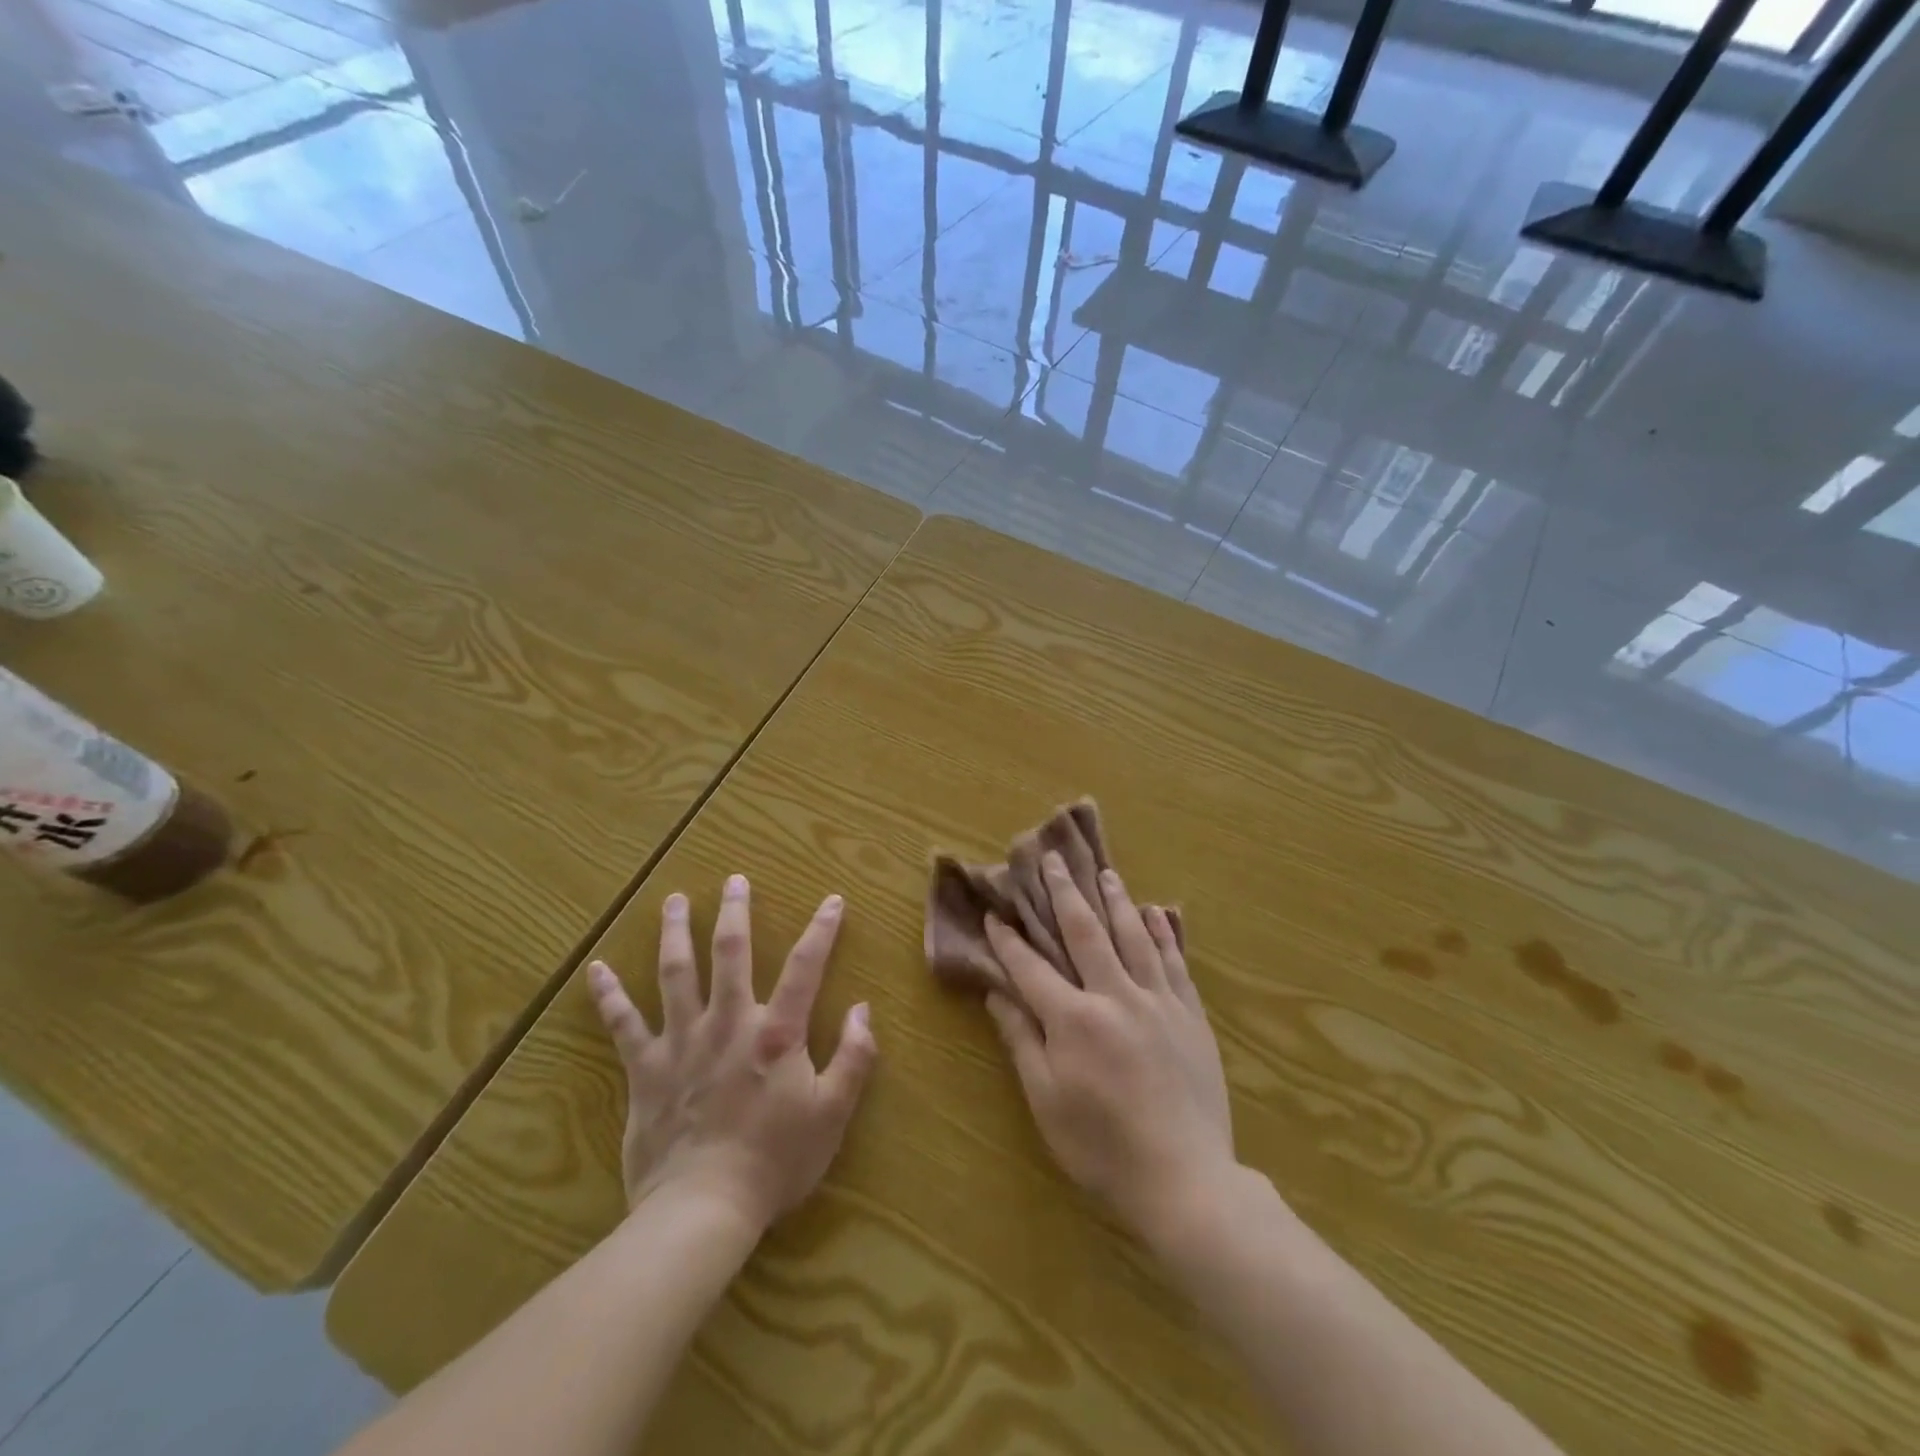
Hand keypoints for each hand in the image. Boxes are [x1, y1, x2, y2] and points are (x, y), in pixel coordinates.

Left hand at [587, 875, 876, 1232]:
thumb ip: (854, 1057)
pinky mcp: (646, 1069)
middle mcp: (729, 1022)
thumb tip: (864, 1009)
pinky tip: (595, 970)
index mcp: (776, 1032)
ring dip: (675, 933)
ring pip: (676, 973)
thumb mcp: (833, 1114)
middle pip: (731, 953)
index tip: (832, 899)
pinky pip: (623, 1025)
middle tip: (735, 880)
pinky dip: (609, 997)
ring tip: (674, 900)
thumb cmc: (776, 1162)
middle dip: (735, 912)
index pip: (805, 967)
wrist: (703, 1210)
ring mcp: (682, 1041)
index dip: (822, 930)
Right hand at [983, 853, 1235, 1249]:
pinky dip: (1162, 933)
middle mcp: (1115, 995)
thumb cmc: (1102, 1147)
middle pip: (1086, 932)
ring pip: (1133, 936)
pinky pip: (1174, 961)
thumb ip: (1023, 1041)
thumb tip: (998, 995)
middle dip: (1065, 893)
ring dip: (1116, 900)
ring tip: (1105, 872)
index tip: (995, 914)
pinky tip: (1156, 913)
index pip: (1032, 967)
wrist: (1186, 1180)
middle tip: (1054, 859)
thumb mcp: (1047, 1102)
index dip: (1009, 940)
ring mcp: (1158, 1001)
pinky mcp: (1190, 1014)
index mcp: (1074, 1019)